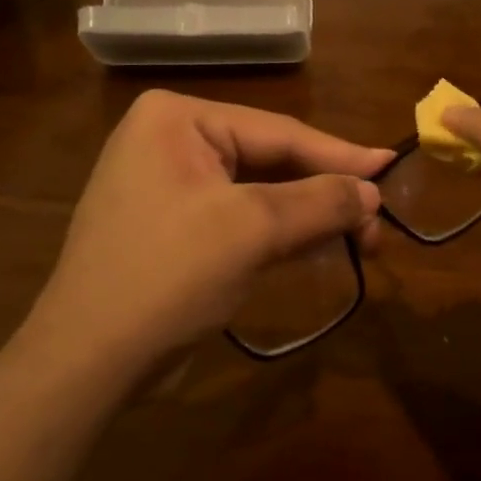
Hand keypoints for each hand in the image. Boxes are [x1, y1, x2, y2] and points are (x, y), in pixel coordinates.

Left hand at [33, 91, 390, 381]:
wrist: (88, 361)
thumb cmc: (168, 275)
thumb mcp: (251, 230)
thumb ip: (319, 202)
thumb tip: (373, 192)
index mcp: (177, 119)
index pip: (278, 132)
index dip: (340, 155)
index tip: (392, 168)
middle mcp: (169, 141)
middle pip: (270, 161)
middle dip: (324, 193)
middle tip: (377, 222)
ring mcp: (167, 186)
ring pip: (258, 193)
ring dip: (307, 216)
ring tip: (361, 238)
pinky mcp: (172, 227)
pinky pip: (238, 218)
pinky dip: (279, 233)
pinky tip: (316, 245)